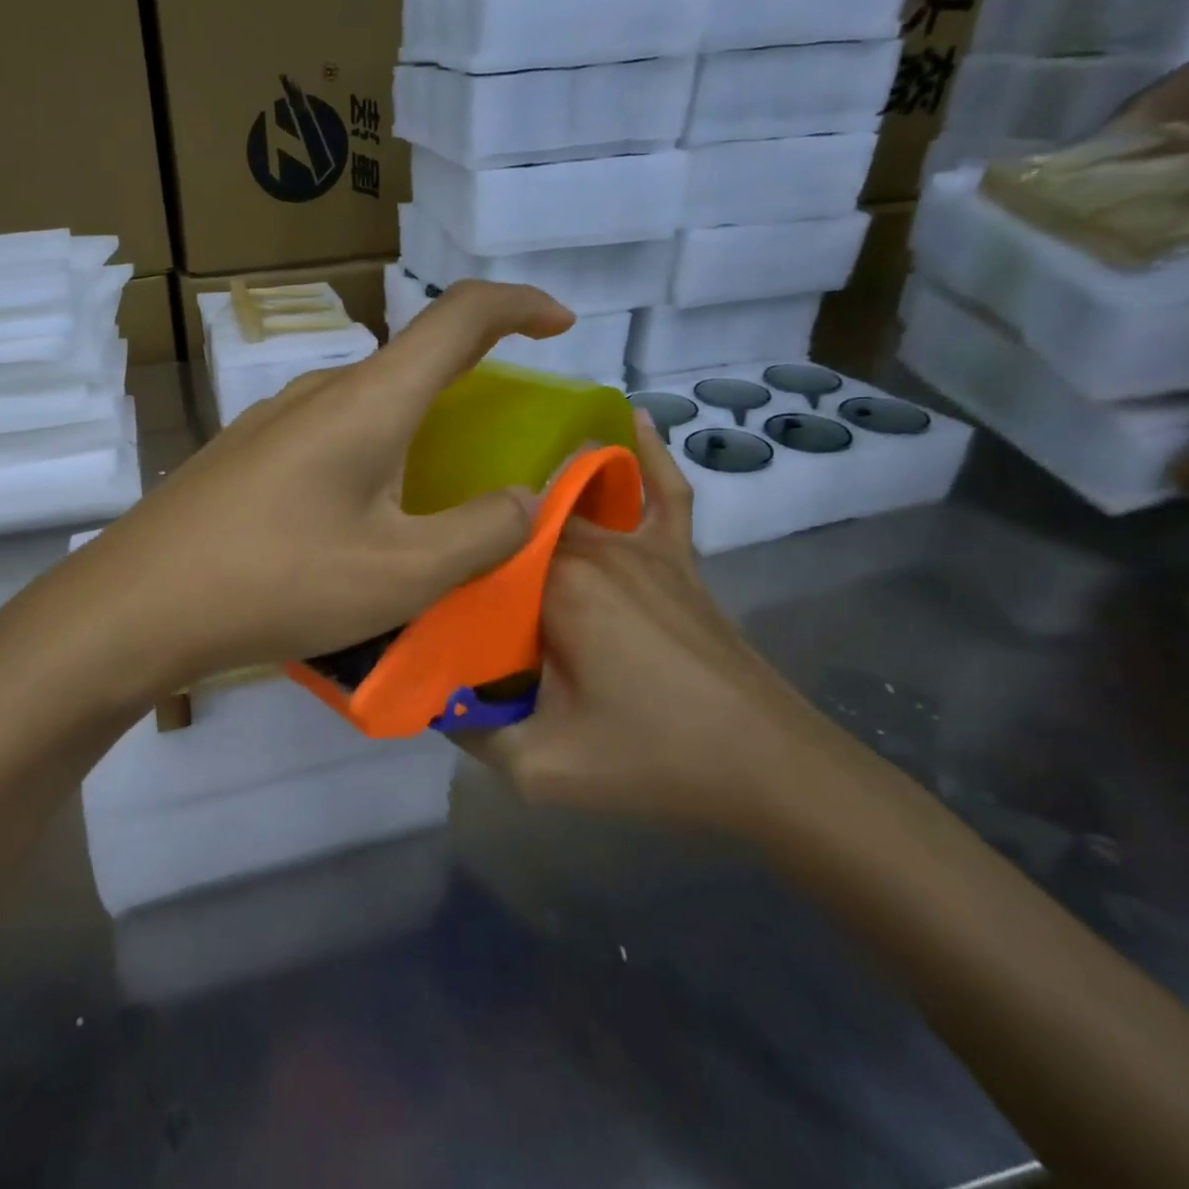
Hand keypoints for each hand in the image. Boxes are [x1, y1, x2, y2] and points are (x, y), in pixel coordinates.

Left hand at [68, 281, 574, 684]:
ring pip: (366, 406)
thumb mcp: (400, 573)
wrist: (136, 605)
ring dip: (413, 434)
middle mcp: (318, 393)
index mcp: (367, 401)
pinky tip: (356, 521)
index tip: (559, 325)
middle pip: (411, 363)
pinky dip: (368, 459)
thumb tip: (526, 500)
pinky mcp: (243, 455)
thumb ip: (481, 533)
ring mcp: (270, 421)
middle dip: (470, 386)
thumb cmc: (277, 582)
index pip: (458, 317)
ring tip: (431, 500)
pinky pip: (327, 438)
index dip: (518, 307)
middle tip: (498, 446)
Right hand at [460, 419, 835, 833]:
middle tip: (444, 556)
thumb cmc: (654, 759)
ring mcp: (641, 546)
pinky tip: (631, 420)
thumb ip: (472, 730)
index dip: (445, 565)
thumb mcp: (541, 768)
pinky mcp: (677, 557)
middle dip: (480, 534)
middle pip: (518, 521)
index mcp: (558, 584)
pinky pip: (660, 492)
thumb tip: (431, 696)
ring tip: (493, 496)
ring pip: (573, 497)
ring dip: (534, 493)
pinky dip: (646, 453)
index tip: (419, 590)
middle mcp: (595, 547)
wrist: (770, 765)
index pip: (480, 551)